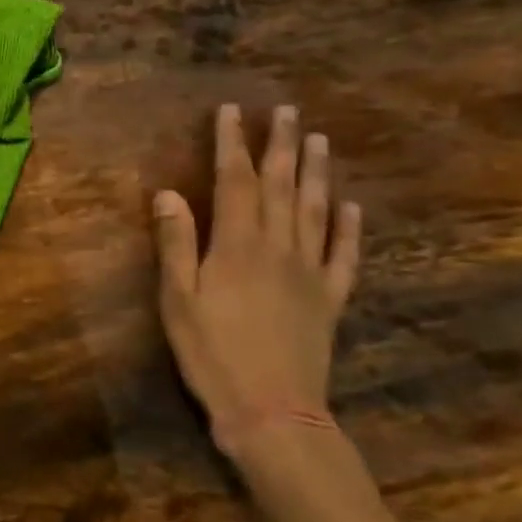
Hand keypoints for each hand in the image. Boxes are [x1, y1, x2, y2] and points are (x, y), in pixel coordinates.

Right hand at [153, 104, 361, 457]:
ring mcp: (311, 273)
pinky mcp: (329, 299)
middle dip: (282, 145)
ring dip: (317, 174)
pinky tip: (351, 207)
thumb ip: (176, 244)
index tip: (232, 112)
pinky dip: (349, 228)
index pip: (236, 182)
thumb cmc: (212, 352)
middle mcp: (280, 248)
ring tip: (321, 141)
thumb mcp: (178, 299)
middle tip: (287, 112)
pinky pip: (344, 255)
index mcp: (238, 245)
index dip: (232, 144)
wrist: (272, 410)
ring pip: (316, 211)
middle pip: (281, 187)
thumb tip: (169, 193)